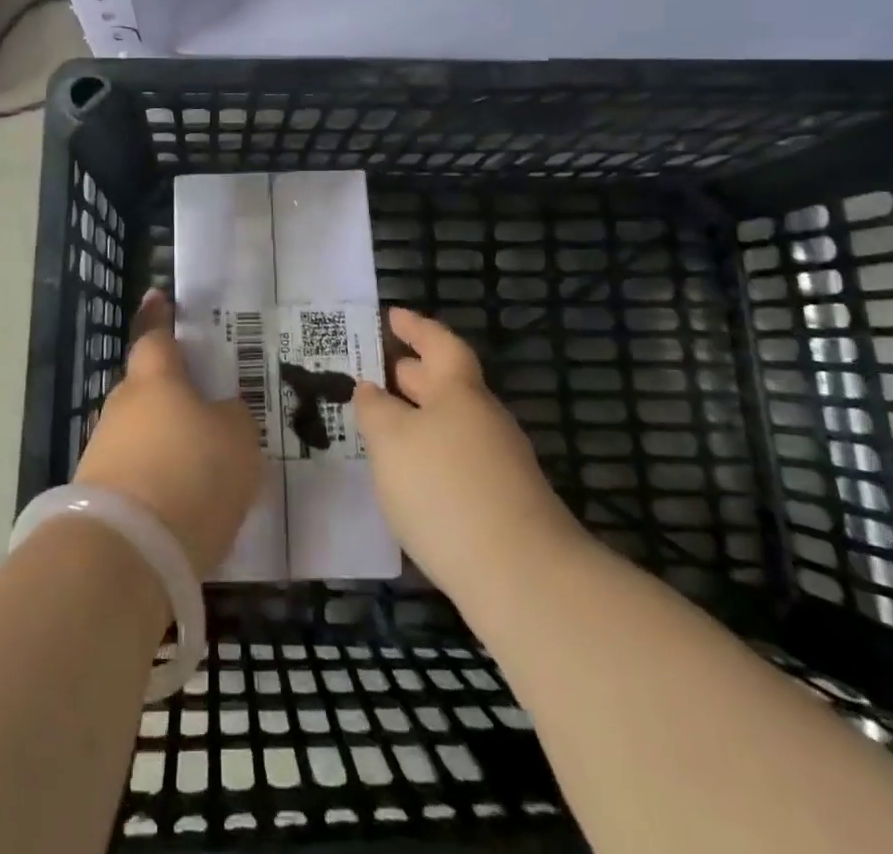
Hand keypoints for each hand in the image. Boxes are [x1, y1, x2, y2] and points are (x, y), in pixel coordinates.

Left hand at [73, 289, 261, 578]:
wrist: (128, 552)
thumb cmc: (192, 475)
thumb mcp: (238, 441)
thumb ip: (232, 418)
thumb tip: (218, 413)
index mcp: (156, 380)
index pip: (156, 337)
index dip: (160, 318)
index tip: (157, 296)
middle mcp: (123, 406)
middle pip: (146, 388)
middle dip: (169, 394)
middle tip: (203, 409)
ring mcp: (104, 450)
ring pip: (140, 433)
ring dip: (164, 443)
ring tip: (200, 468)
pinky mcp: (97, 494)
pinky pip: (136, 473)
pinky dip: (156, 481)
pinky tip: (180, 506)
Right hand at [355, 308, 584, 609]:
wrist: (521, 576)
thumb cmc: (444, 489)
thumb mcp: (391, 440)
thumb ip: (375, 409)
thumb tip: (370, 389)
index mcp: (459, 391)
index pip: (439, 343)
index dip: (415, 327)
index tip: (391, 316)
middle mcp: (483, 418)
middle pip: (445, 383)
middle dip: (410, 373)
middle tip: (375, 369)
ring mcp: (498, 462)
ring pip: (450, 423)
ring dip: (417, 416)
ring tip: (381, 425)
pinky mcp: (502, 502)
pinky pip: (456, 458)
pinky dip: (429, 453)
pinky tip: (408, 476)